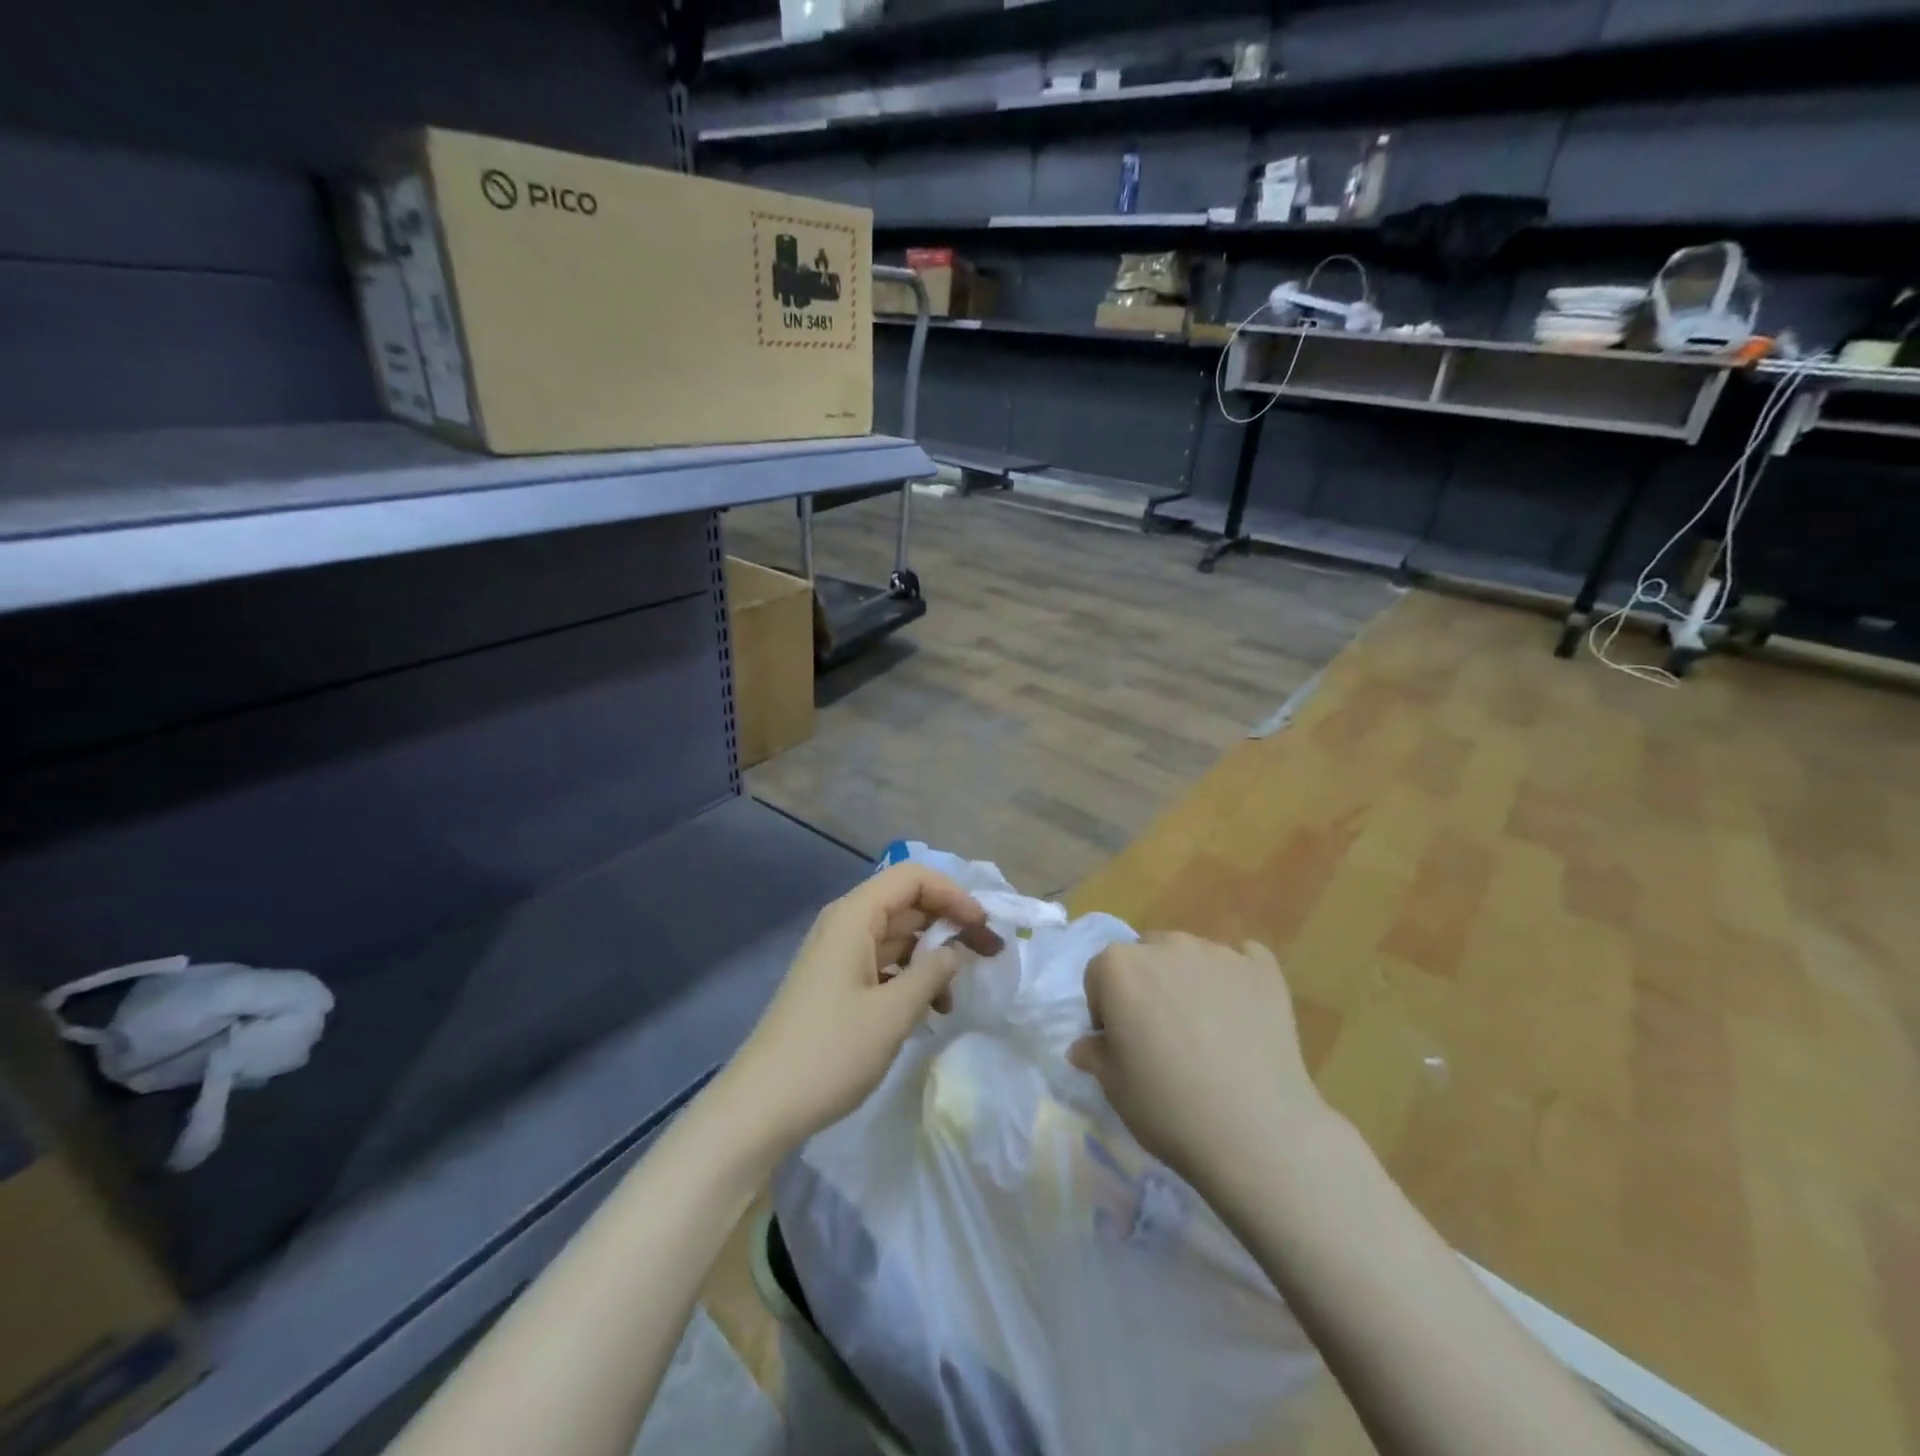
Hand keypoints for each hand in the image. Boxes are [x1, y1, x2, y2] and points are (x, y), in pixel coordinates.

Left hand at [722, 863, 1002, 1152]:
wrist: (762, 1106)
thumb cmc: (830, 1052)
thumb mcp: (893, 1012)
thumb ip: (932, 973)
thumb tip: (954, 952)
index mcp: (854, 916)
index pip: (913, 878)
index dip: (953, 894)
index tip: (983, 927)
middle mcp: (845, 925)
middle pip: (907, 904)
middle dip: (950, 924)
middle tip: (989, 954)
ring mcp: (839, 956)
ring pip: (898, 936)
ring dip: (932, 957)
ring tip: (957, 994)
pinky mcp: (837, 984)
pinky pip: (883, 964)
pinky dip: (910, 978)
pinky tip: (929, 1010)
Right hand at [1068, 933, 1329, 1196]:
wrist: (1258, 1133)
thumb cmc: (1170, 1108)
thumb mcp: (1115, 1088)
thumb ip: (1095, 1055)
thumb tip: (1085, 1046)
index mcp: (1120, 966)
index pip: (1099, 974)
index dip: (1104, 1007)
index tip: (1118, 1041)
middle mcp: (1167, 945)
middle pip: (1145, 955)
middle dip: (1145, 985)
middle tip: (1159, 1033)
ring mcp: (1218, 953)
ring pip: (1190, 956)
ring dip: (1187, 980)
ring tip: (1205, 1029)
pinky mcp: (1263, 969)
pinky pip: (1243, 958)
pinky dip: (1236, 978)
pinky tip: (1242, 1013)